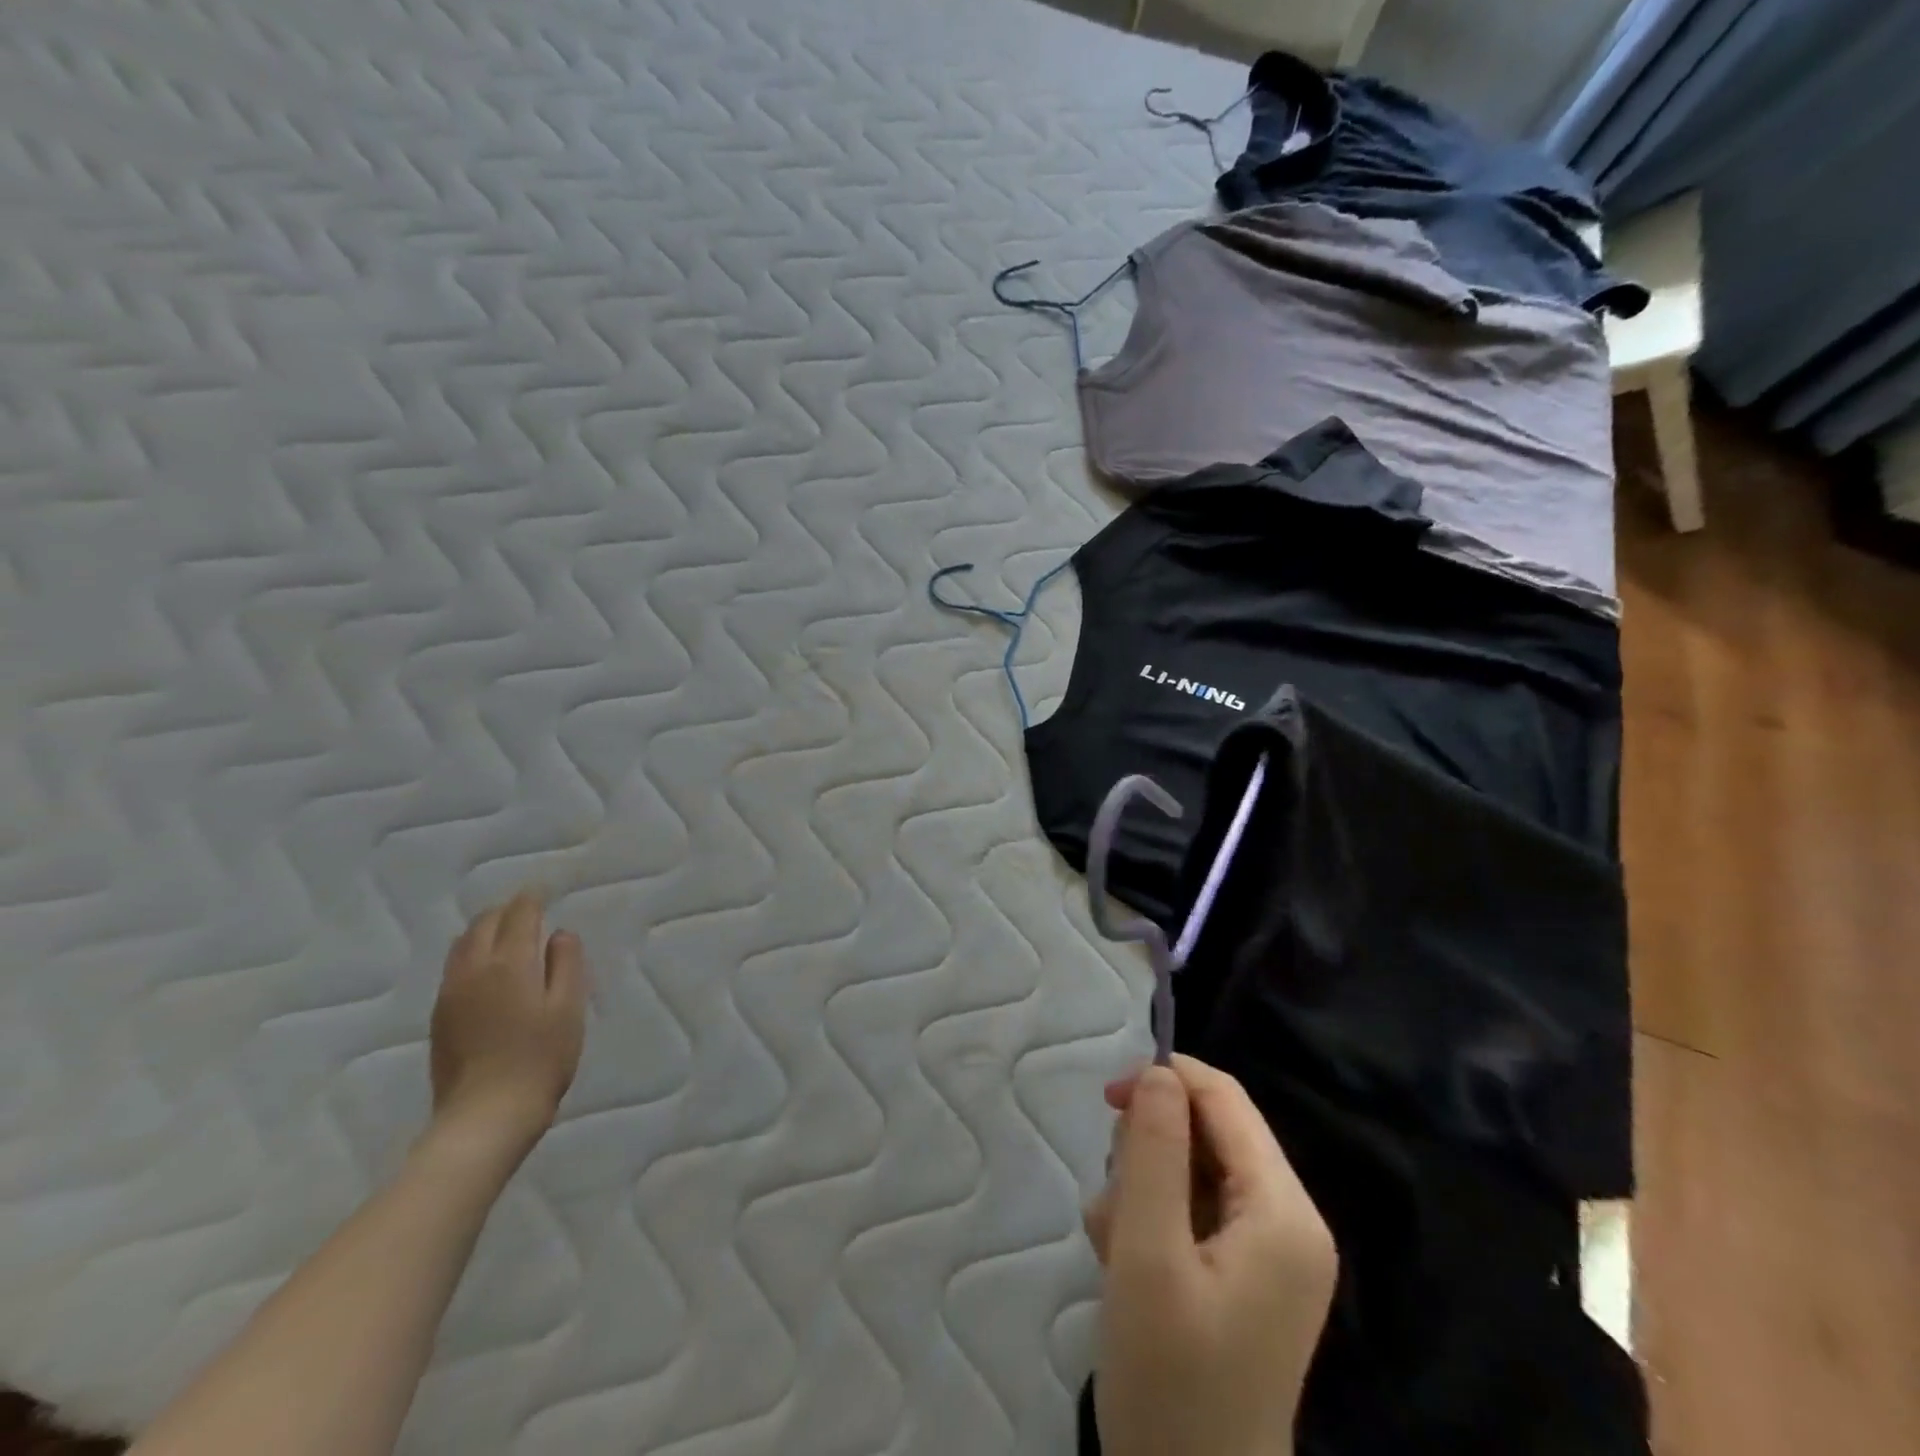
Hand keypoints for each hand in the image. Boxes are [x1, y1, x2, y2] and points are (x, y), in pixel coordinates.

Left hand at [429, 892, 587, 1160]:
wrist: (485, 1116)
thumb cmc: (541, 1058)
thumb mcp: (569, 1007)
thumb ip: (566, 963)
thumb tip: (559, 934)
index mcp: (509, 963)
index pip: (519, 914)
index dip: (532, 898)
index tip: (544, 890)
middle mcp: (473, 969)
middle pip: (485, 922)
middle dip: (507, 909)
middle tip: (529, 909)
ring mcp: (450, 993)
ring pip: (463, 943)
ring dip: (485, 928)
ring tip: (507, 932)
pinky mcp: (439, 1016)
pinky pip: (454, 967)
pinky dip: (472, 952)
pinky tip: (487, 968)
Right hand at [1085, 1055, 1336, 1455]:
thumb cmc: (1169, 1383)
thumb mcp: (1147, 1254)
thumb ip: (1153, 1151)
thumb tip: (1159, 1072)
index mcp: (1284, 1213)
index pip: (1226, 1101)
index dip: (1166, 1080)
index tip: (1107, 1099)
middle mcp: (1290, 1223)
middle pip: (1211, 1133)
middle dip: (1151, 1150)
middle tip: (1114, 1203)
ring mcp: (1271, 1254)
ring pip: (1194, 1169)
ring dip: (1144, 1189)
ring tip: (1116, 1248)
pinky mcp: (1247, 1277)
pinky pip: (1195, 1210)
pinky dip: (1153, 1221)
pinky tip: (1126, 1265)